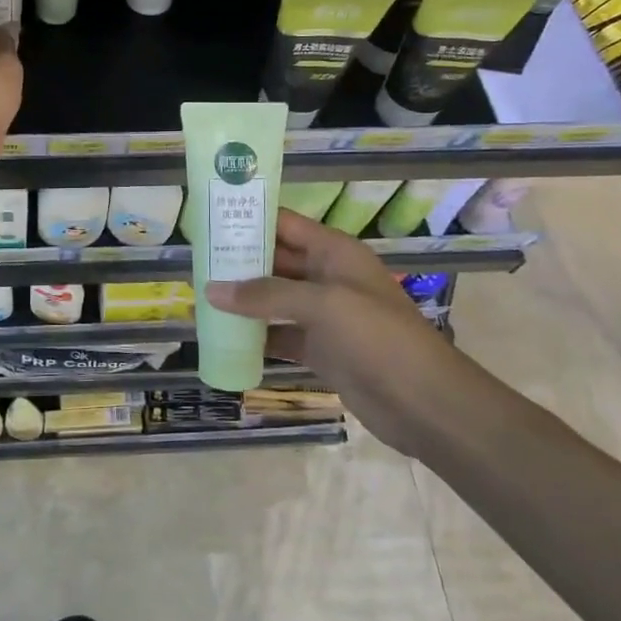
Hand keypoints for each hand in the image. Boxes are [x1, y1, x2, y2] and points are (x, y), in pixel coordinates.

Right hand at [206, 209, 468, 441]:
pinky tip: (224, 338)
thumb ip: (266, 295)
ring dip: (243, 300)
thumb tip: (211, 290)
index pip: (285, 224)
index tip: (209, 219)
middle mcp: (327, 277)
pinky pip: (280, 334)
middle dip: (238, 261)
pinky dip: (255, 336)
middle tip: (195, 262)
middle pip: (275, 261)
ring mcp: (324, 316)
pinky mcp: (321, 349)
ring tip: (199, 297)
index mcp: (334, 252)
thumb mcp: (322, 305)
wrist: (425, 402)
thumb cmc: (377, 337)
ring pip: (274, 299)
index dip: (250, 218)